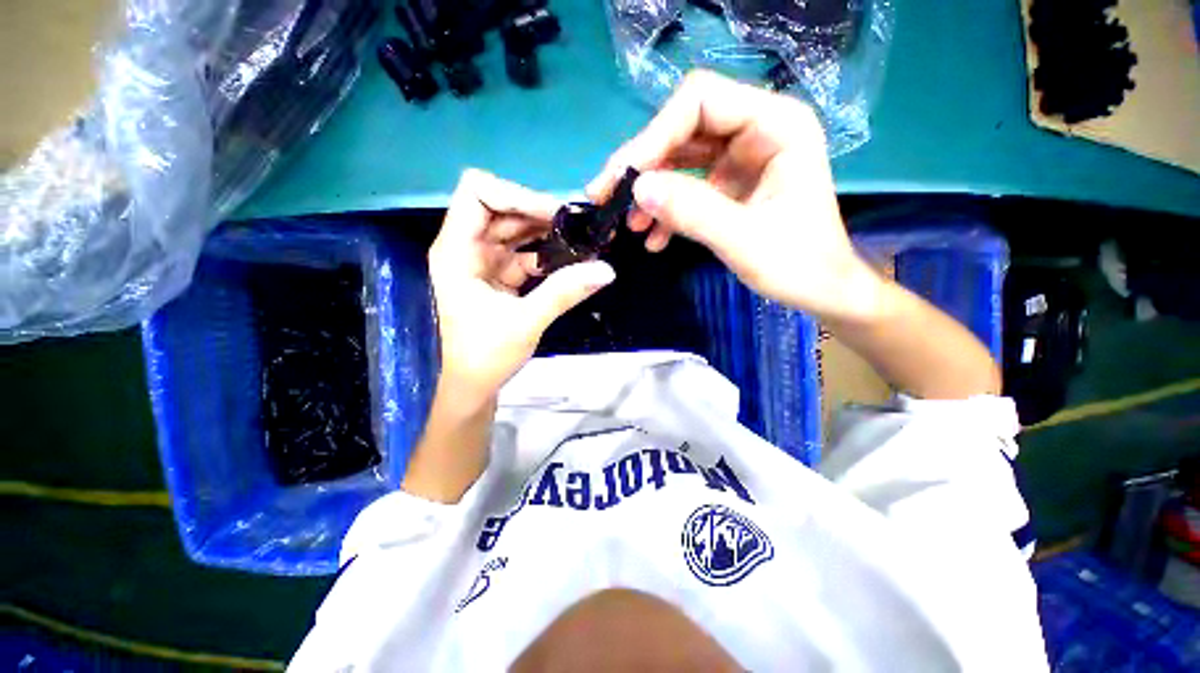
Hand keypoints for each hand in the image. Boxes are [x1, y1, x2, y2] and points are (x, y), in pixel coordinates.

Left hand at [429, 170, 614, 403]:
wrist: (469, 388)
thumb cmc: (484, 357)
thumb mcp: (526, 322)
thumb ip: (564, 292)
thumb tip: (606, 270)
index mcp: (457, 252)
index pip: (476, 194)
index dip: (515, 195)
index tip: (554, 216)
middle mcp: (466, 249)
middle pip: (501, 209)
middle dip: (539, 214)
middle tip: (579, 227)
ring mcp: (481, 263)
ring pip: (514, 231)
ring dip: (546, 233)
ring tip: (581, 240)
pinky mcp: (496, 278)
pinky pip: (522, 254)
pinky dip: (545, 255)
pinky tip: (570, 262)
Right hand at [587, 70, 881, 322]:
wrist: (821, 291)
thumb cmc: (799, 266)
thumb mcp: (744, 240)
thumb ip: (693, 212)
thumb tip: (637, 189)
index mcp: (776, 125)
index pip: (700, 102)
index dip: (655, 135)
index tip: (624, 177)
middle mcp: (757, 131)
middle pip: (683, 129)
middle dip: (643, 166)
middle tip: (607, 199)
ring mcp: (741, 159)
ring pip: (680, 159)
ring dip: (651, 191)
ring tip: (632, 226)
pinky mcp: (729, 185)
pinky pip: (688, 186)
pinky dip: (667, 210)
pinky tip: (654, 239)